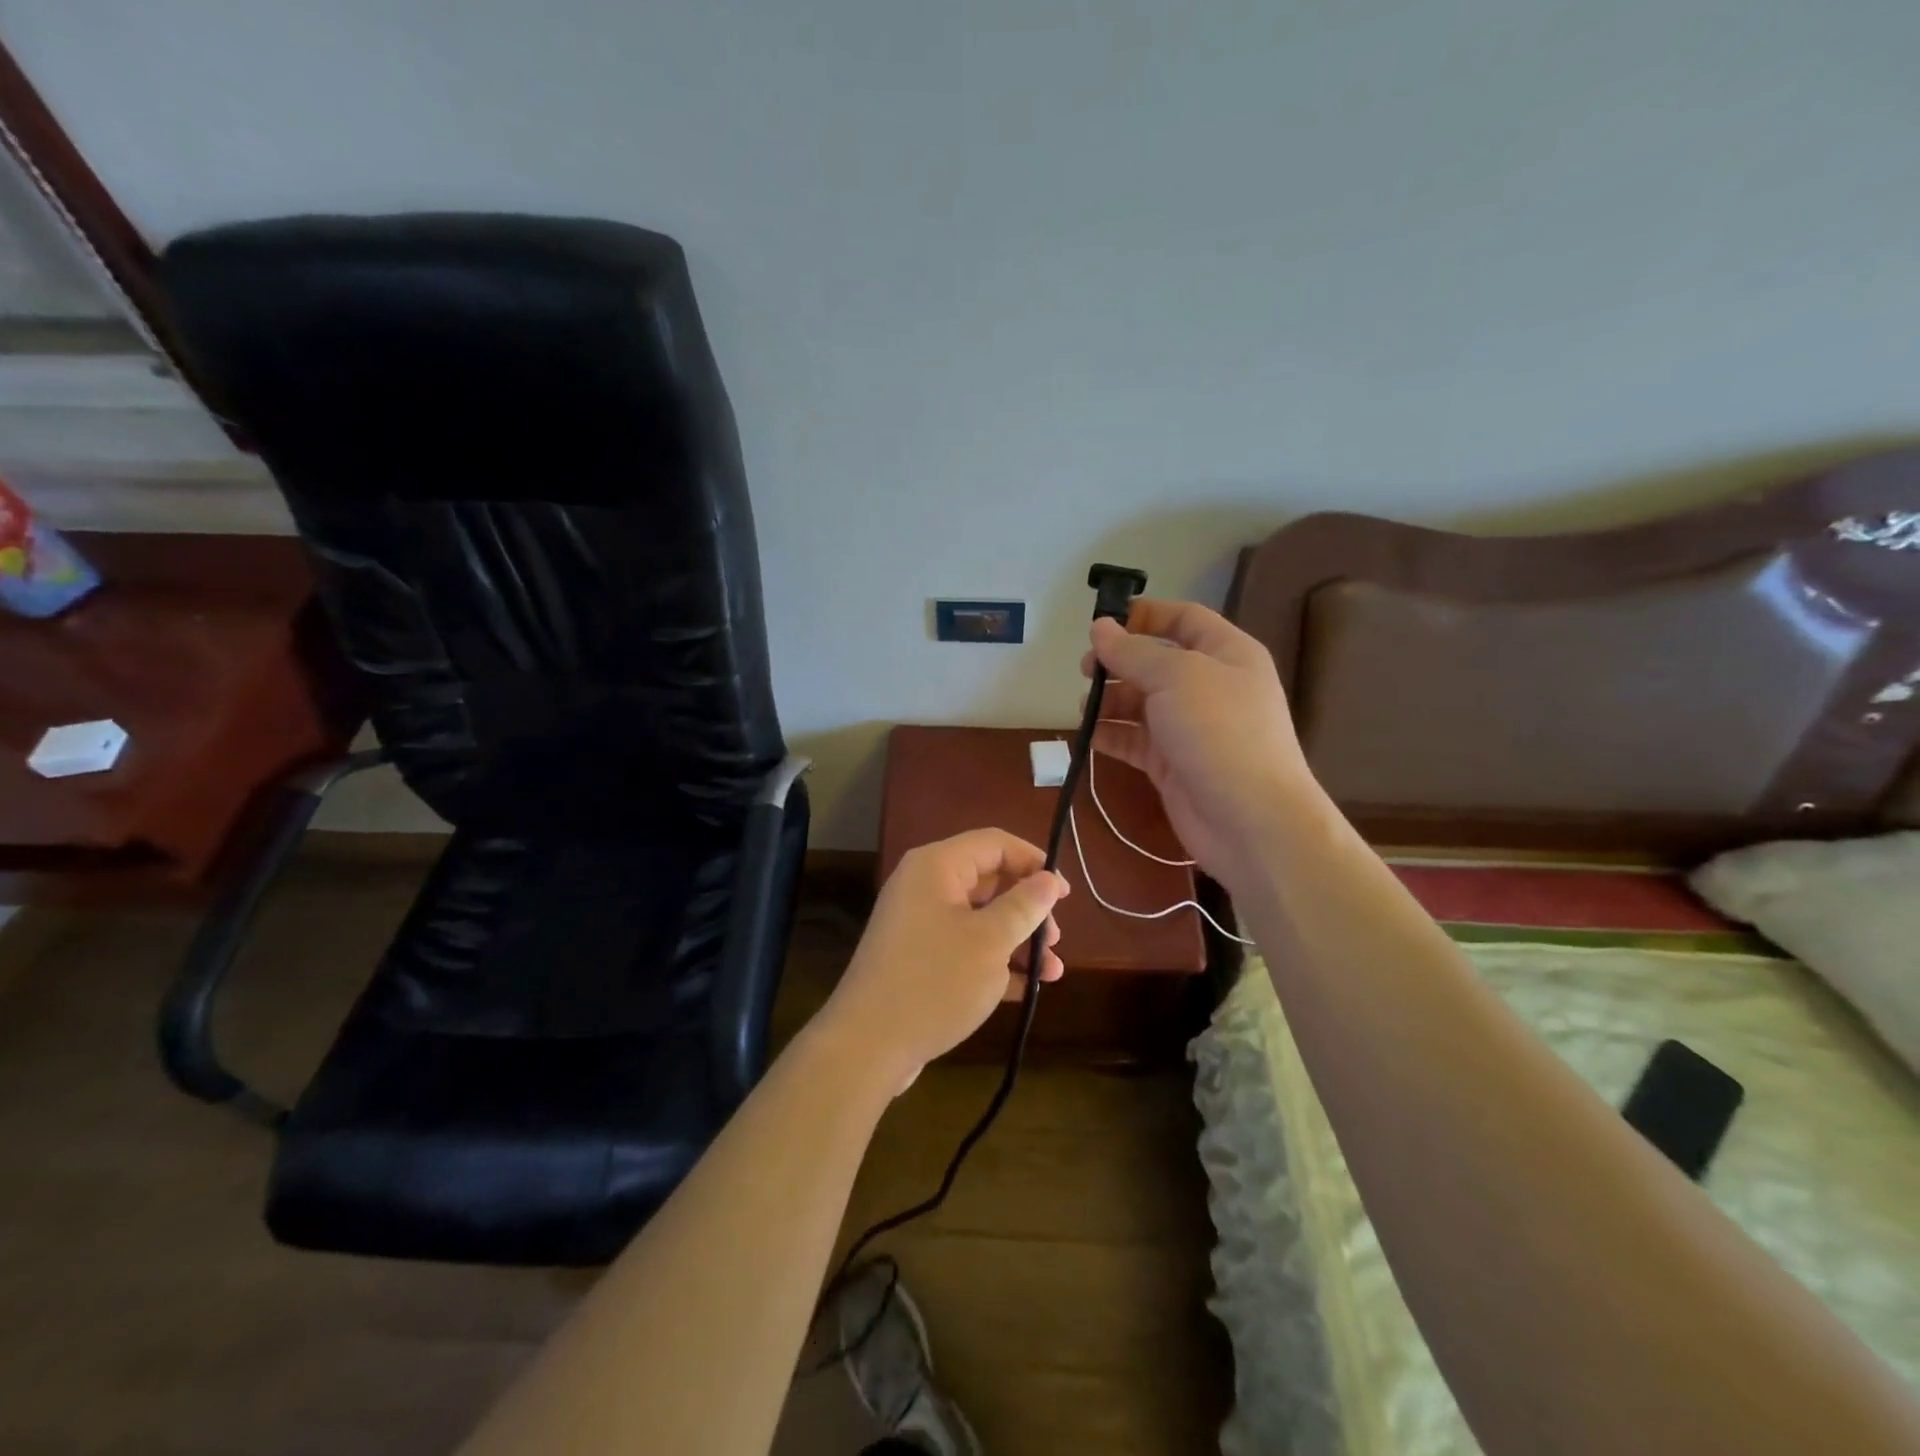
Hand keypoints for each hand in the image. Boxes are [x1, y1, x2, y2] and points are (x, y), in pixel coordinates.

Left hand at [815, 829, 1068, 1092]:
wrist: (868, 1045)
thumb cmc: (935, 981)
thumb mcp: (990, 941)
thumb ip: (1024, 906)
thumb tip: (1049, 879)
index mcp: (937, 866)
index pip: (994, 843)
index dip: (1033, 861)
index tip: (1064, 893)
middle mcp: (925, 887)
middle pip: (989, 881)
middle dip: (1028, 908)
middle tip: (1056, 938)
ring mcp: (919, 924)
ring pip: (980, 918)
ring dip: (1018, 940)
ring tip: (1053, 971)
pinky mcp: (918, 959)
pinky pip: (965, 947)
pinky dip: (996, 962)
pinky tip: (1028, 988)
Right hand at [1082, 598, 1320, 887]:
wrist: (1251, 821)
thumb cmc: (1220, 732)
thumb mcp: (1176, 677)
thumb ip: (1133, 652)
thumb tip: (1100, 627)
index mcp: (1226, 653)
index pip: (1184, 618)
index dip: (1145, 615)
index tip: (1103, 623)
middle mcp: (1210, 686)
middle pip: (1157, 662)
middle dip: (1119, 663)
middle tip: (1085, 670)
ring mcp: (1192, 728)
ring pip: (1142, 703)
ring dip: (1111, 701)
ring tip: (1084, 708)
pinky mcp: (1174, 764)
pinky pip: (1136, 740)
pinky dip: (1112, 735)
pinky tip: (1089, 736)